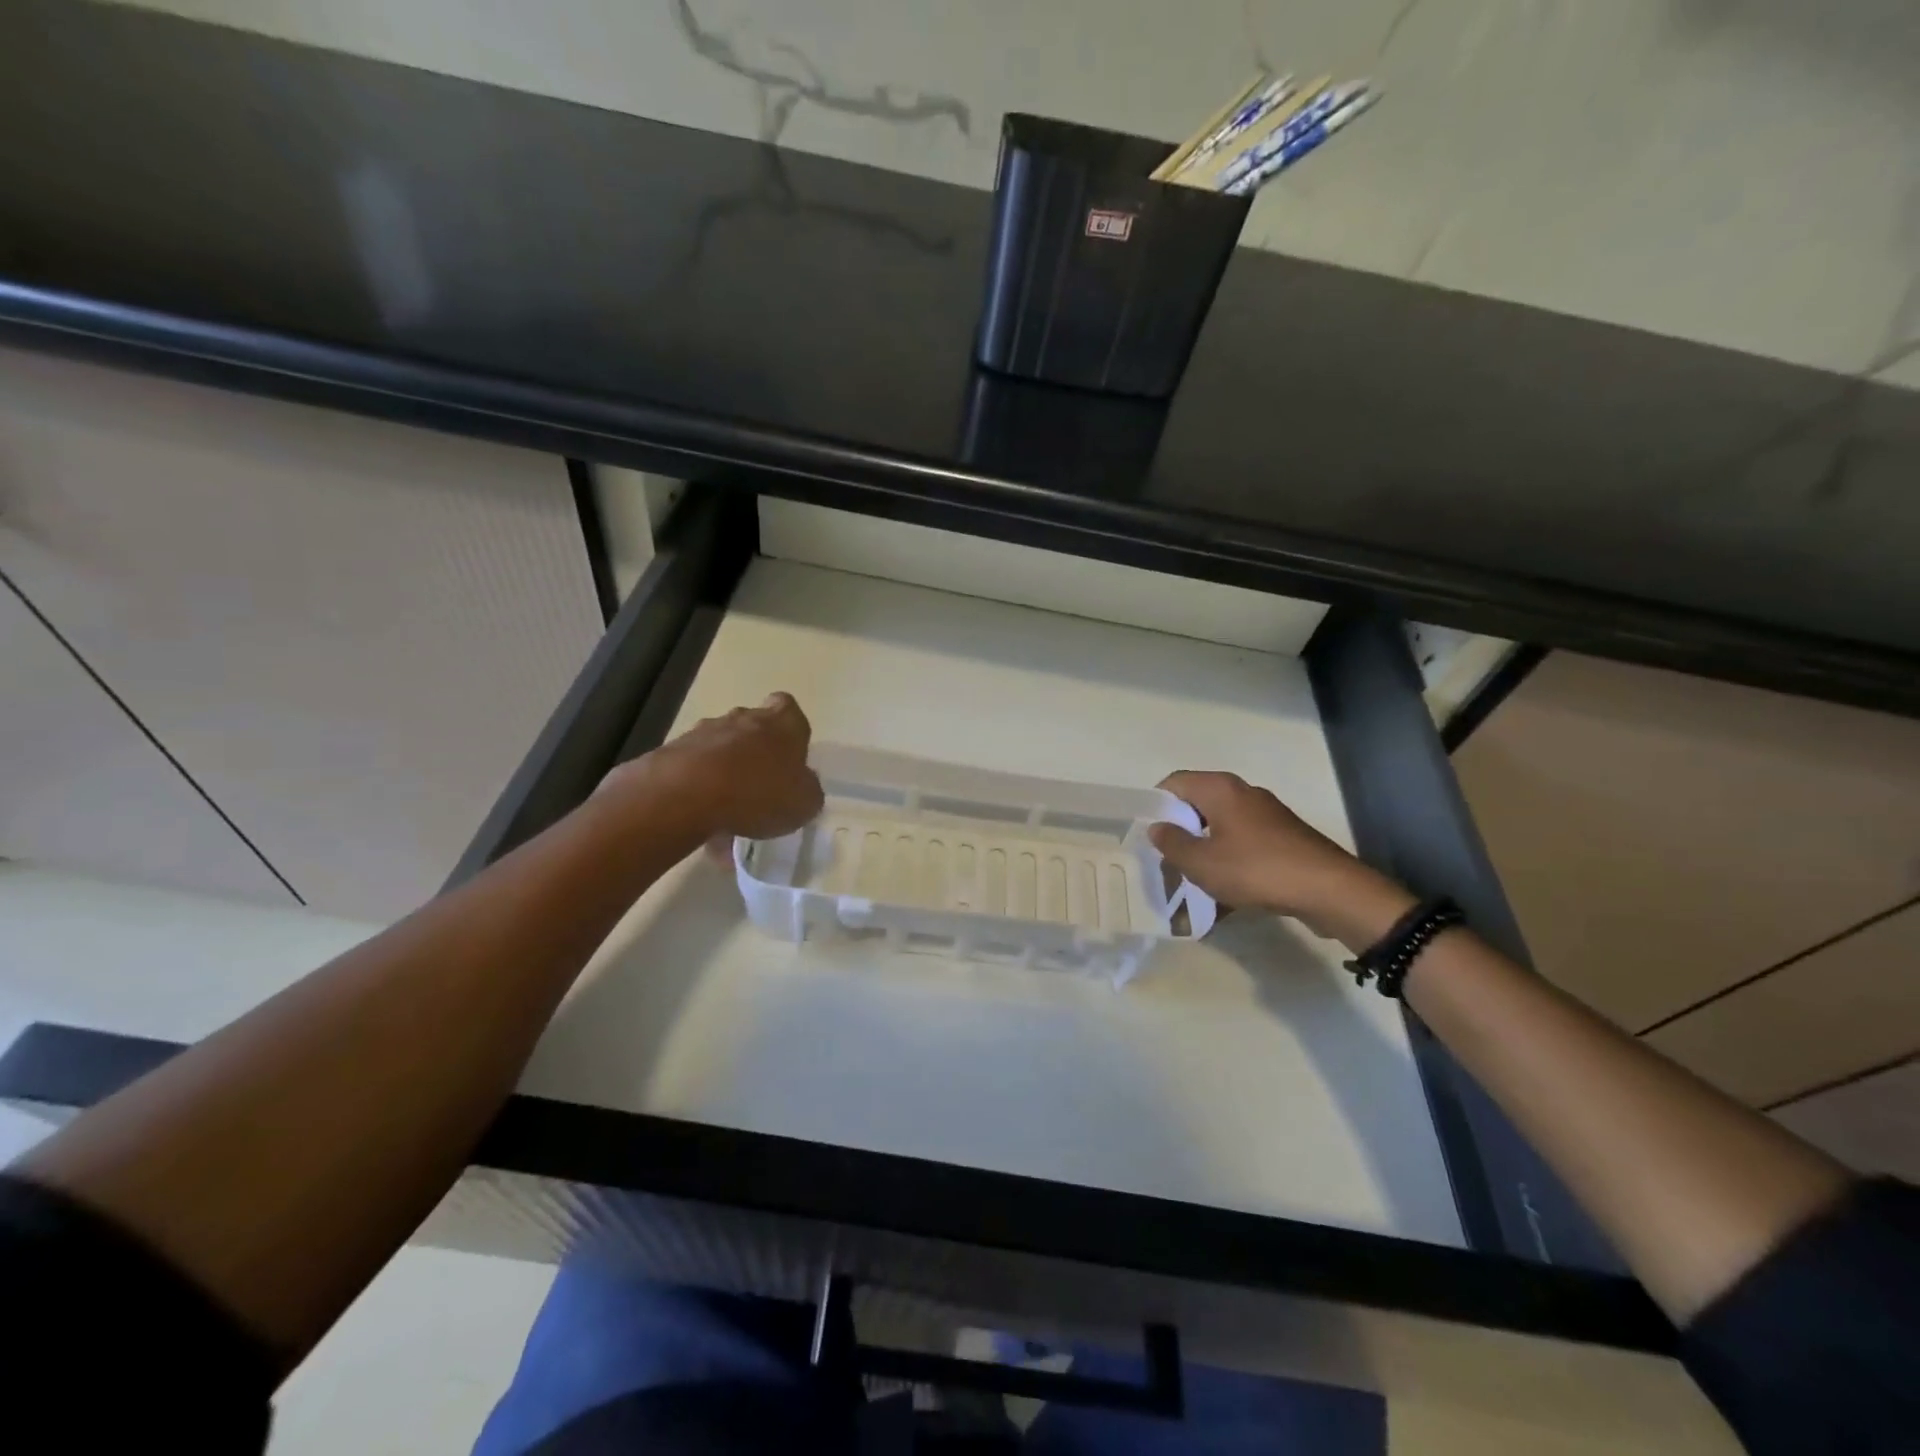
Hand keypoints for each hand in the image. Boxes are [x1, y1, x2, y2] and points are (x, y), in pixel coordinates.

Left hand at [605, 693, 823, 842]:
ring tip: (728, 819)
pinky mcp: (673, 753)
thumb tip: (802, 785)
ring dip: (726, 777)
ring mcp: (704, 733)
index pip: (788, 708)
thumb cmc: (759, 792)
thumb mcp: (804, 803)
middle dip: (756, 754)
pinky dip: (700, 795)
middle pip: (753, 729)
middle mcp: (744, 719)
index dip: (790, 730)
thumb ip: (808, 790)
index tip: (789, 755)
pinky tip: (704, 827)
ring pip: (721, 752)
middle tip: (760, 789)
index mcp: (781, 724)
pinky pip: (695, 773)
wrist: (686, 795)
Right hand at [1149, 771, 1414, 948]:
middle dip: (1179, 834)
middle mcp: (1243, 793)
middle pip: (1197, 805)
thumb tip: (1158, 828)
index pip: (1175, 782)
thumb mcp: (1202, 863)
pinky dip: (1228, 863)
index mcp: (1220, 790)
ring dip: (1203, 852)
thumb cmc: (1256, 870)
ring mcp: (1266, 815)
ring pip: (1220, 828)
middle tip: (1166, 862)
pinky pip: (1243, 845)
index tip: (1148, 834)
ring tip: (1192, 884)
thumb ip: (1172, 844)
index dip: (1156, 804)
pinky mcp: (1282, 838)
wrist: (1330, 890)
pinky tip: (1224, 897)